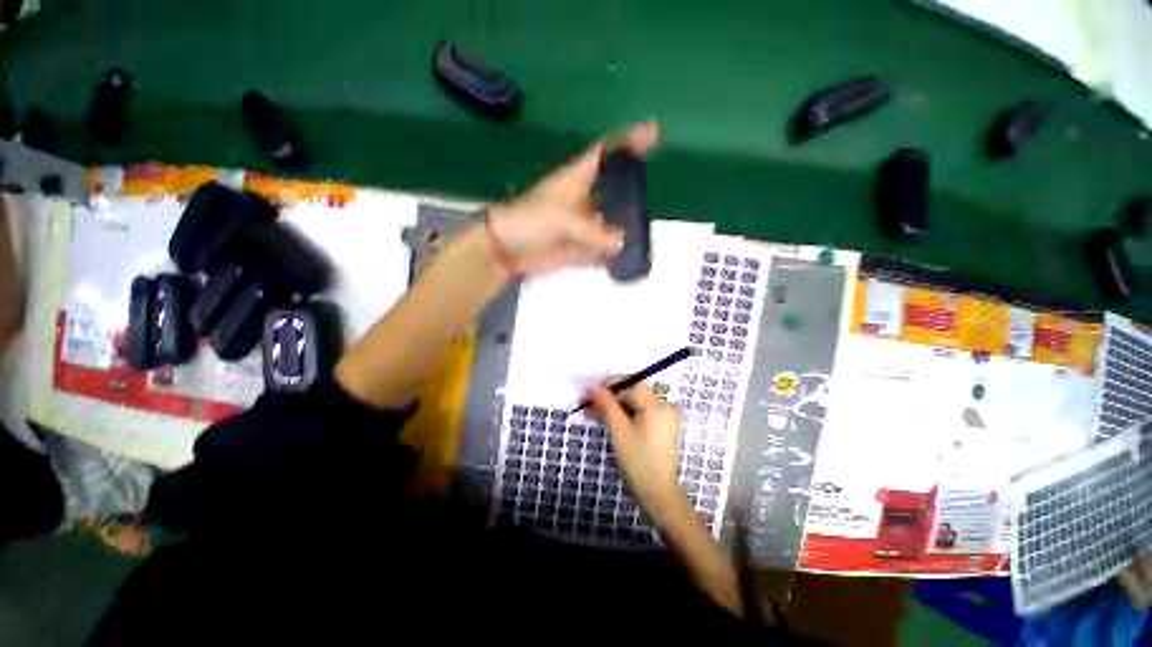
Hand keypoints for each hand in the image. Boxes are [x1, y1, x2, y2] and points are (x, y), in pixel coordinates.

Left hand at [486, 122, 658, 275]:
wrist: (508, 249)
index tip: (654, 132)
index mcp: (578, 178)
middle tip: (652, 201)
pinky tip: (629, 260)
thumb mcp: (562, 219)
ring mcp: (584, 224)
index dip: (628, 140)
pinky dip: (613, 255)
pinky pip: (602, 249)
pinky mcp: (580, 246)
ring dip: (626, 228)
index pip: (606, 152)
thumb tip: (622, 242)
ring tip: (646, 234)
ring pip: (612, 223)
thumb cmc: (531, 220)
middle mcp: (584, 199)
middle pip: (614, 190)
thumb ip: (594, 231)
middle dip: (633, 193)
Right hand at [588, 382, 682, 511]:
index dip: (609, 385)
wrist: (657, 493)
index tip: (589, 393)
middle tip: (588, 405)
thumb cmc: (637, 460)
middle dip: (610, 397)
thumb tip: (591, 385)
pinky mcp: (662, 427)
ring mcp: (665, 417)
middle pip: (633, 392)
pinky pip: (641, 412)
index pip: (631, 384)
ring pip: (635, 403)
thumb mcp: (618, 429)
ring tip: (593, 413)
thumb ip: (606, 404)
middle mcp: (665, 406)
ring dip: (615, 406)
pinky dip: (625, 414)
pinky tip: (608, 420)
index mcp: (658, 404)